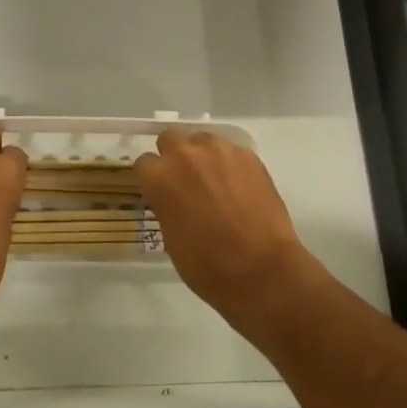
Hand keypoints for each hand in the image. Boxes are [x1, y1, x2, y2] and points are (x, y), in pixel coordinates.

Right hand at [135, 130, 318, 333]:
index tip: (160, 191)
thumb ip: (166, 206)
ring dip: (203, 155)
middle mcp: (185, 155)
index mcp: (160, 177)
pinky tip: (240, 187)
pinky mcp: (248, 156)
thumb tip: (173, 199)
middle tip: (185, 180)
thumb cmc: (208, 266)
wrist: (262, 270)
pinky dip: (230, 164)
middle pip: (170, 138)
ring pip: (203, 140)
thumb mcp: (171, 239)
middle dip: (173, 155)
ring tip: (216, 181)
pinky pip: (231, 151)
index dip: (152, 178)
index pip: (144, 163)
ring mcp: (220, 151)